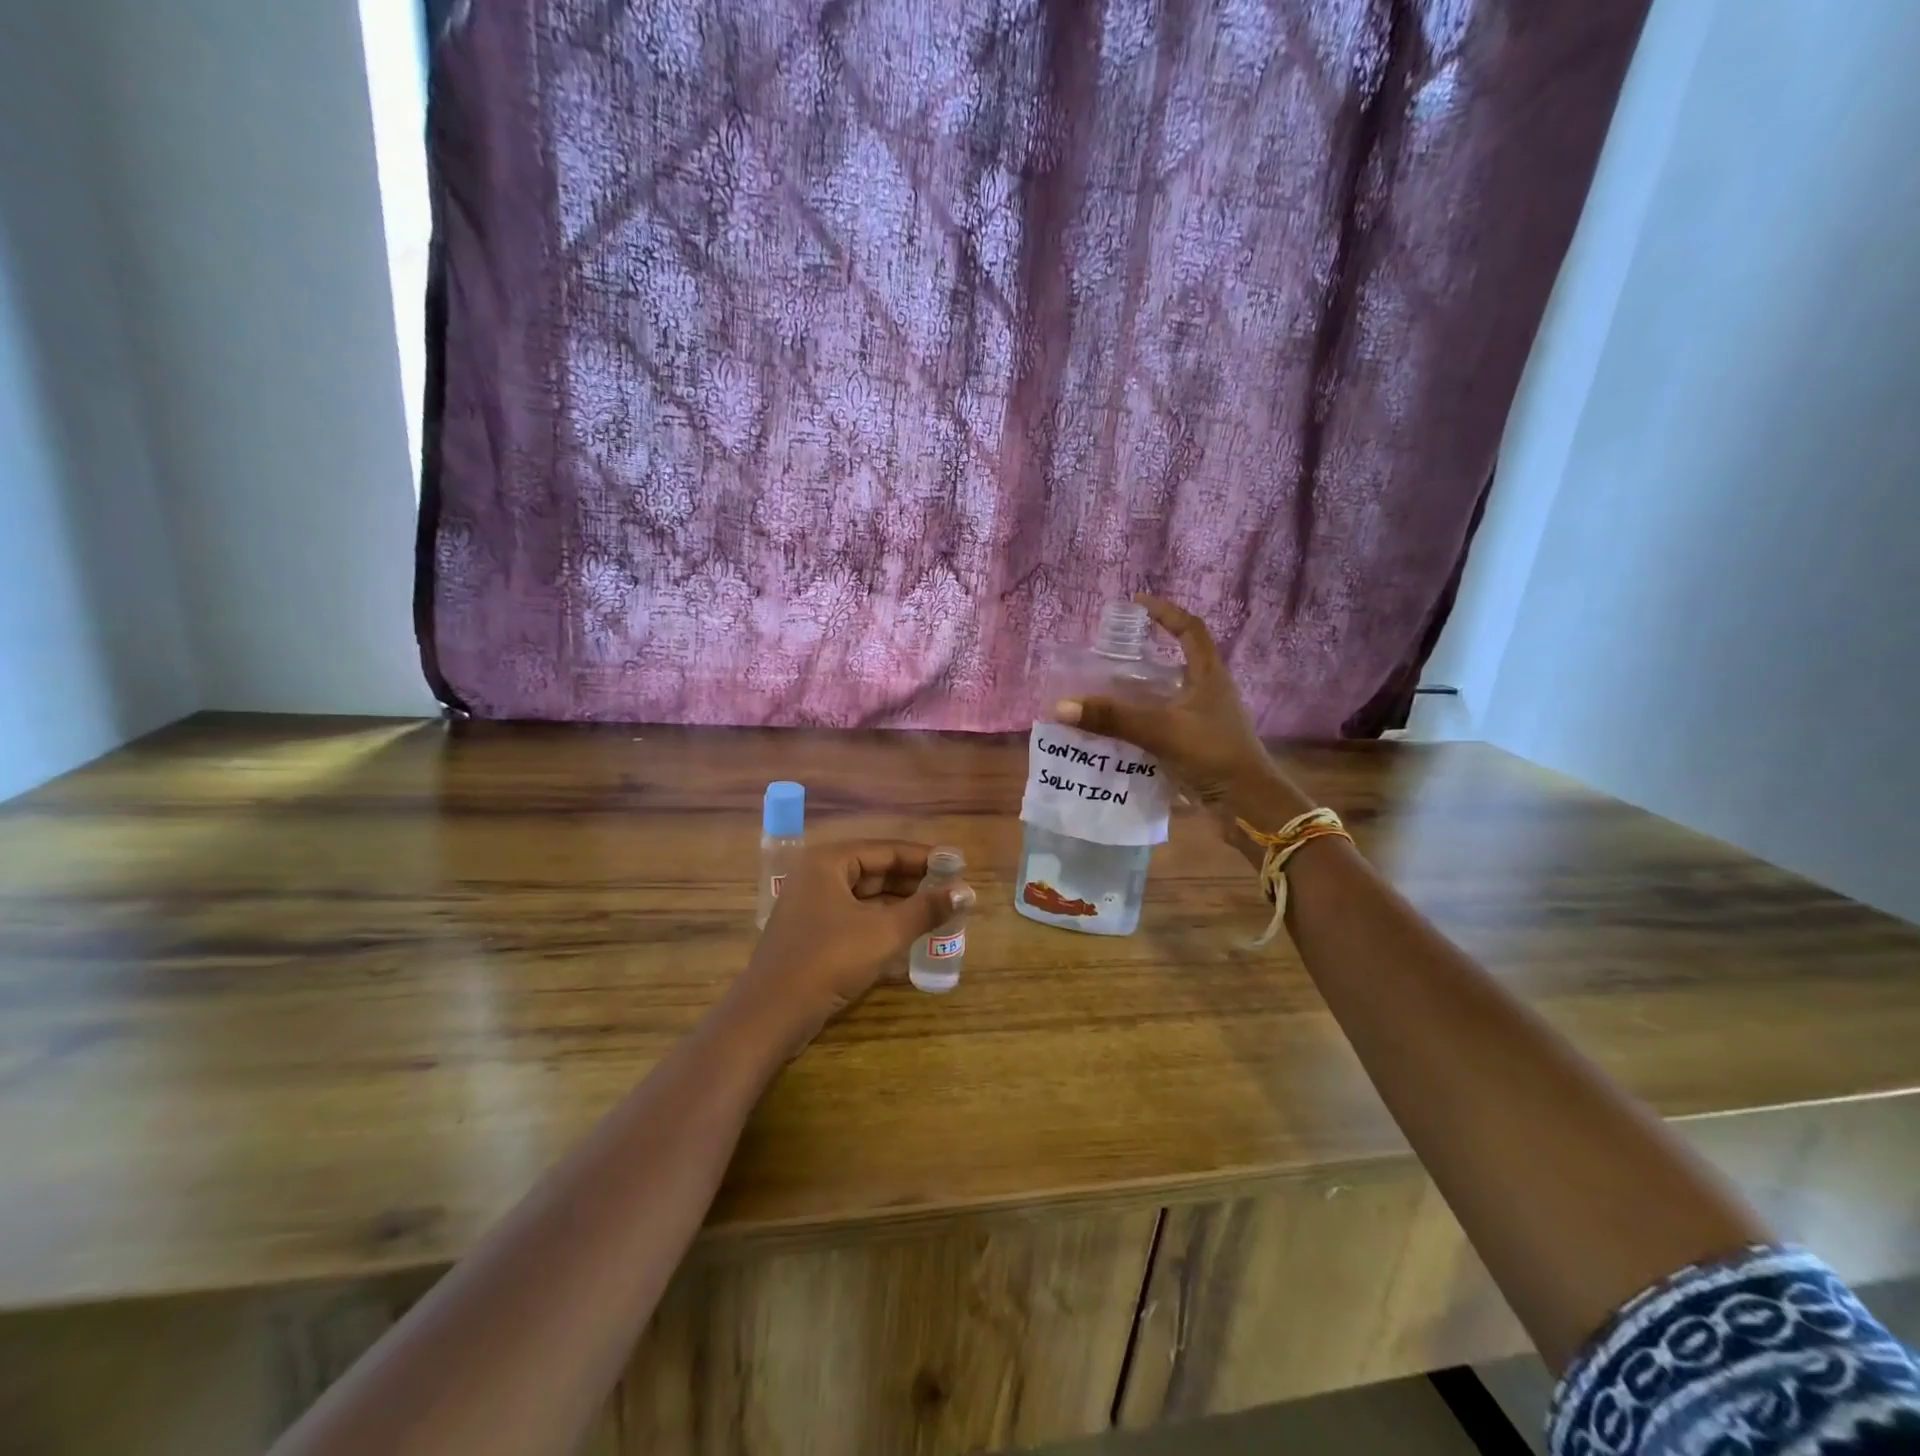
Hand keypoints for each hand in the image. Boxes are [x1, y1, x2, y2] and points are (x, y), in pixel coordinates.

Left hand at [738, 840, 972, 1046]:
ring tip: (939, 913)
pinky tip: (911, 936)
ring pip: (866, 898)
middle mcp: (818, 877)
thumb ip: (926, 909)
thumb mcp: (884, 932)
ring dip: (901, 905)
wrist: (772, 1015)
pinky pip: (856, 919)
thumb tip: (967, 892)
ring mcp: (812, 907)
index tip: (958, 864)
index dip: (924, 857)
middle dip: (914, 882)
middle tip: (953, 891)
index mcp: (829, 862)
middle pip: (875, 871)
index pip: (886, 850)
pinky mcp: (813, 936)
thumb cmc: (829, 960)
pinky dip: (883, 924)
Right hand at [1057, 595, 1303, 815]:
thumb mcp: (1160, 730)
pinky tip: (1119, 731)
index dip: (1166, 612)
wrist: (1247, 804)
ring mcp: (1205, 720)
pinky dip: (1143, 721)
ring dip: (1141, 691)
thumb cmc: (1212, 754)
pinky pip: (1165, 723)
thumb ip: (1113, 719)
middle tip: (1111, 653)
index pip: (1190, 629)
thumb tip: (1062, 707)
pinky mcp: (1199, 744)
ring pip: (1169, 695)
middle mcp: (1209, 692)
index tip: (1138, 603)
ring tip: (1106, 691)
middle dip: (1146, 654)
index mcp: (1209, 676)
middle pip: (1178, 661)